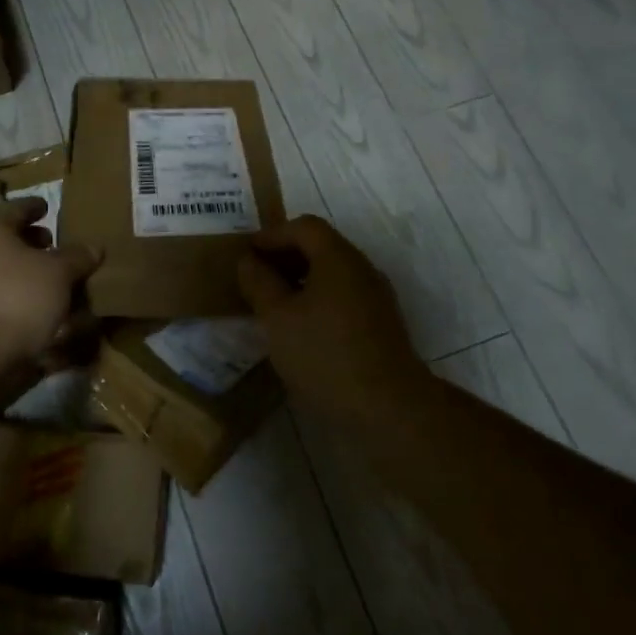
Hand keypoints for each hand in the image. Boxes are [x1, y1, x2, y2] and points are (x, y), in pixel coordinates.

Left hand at [0, 199, 100, 368]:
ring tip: (63, 286)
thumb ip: (77, 257)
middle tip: (60, 249)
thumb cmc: (16, 297)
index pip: (18, 209)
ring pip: (8, 274)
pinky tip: (49, 315)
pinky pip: (6, 302)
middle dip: (36, 246)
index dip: (36, 207)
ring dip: (34, 278)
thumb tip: (94, 246)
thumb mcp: (58, 273)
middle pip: (10, 243)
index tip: (49, 207)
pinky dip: (26, 304)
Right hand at [238, 215, 422, 418]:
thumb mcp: (278, 318)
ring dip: (301, 279)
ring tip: (273, 303)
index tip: (247, 253)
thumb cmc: (325, 355)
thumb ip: (260, 283)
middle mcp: (362, 269)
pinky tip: (301, 327)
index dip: (273, 234)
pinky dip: (318, 299)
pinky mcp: (381, 325)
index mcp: (339, 258)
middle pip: (322, 246)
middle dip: (286, 255)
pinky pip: (344, 296)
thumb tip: (249, 261)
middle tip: (256, 276)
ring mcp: (376, 298)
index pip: (305, 226)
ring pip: (334, 274)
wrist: (388, 408)